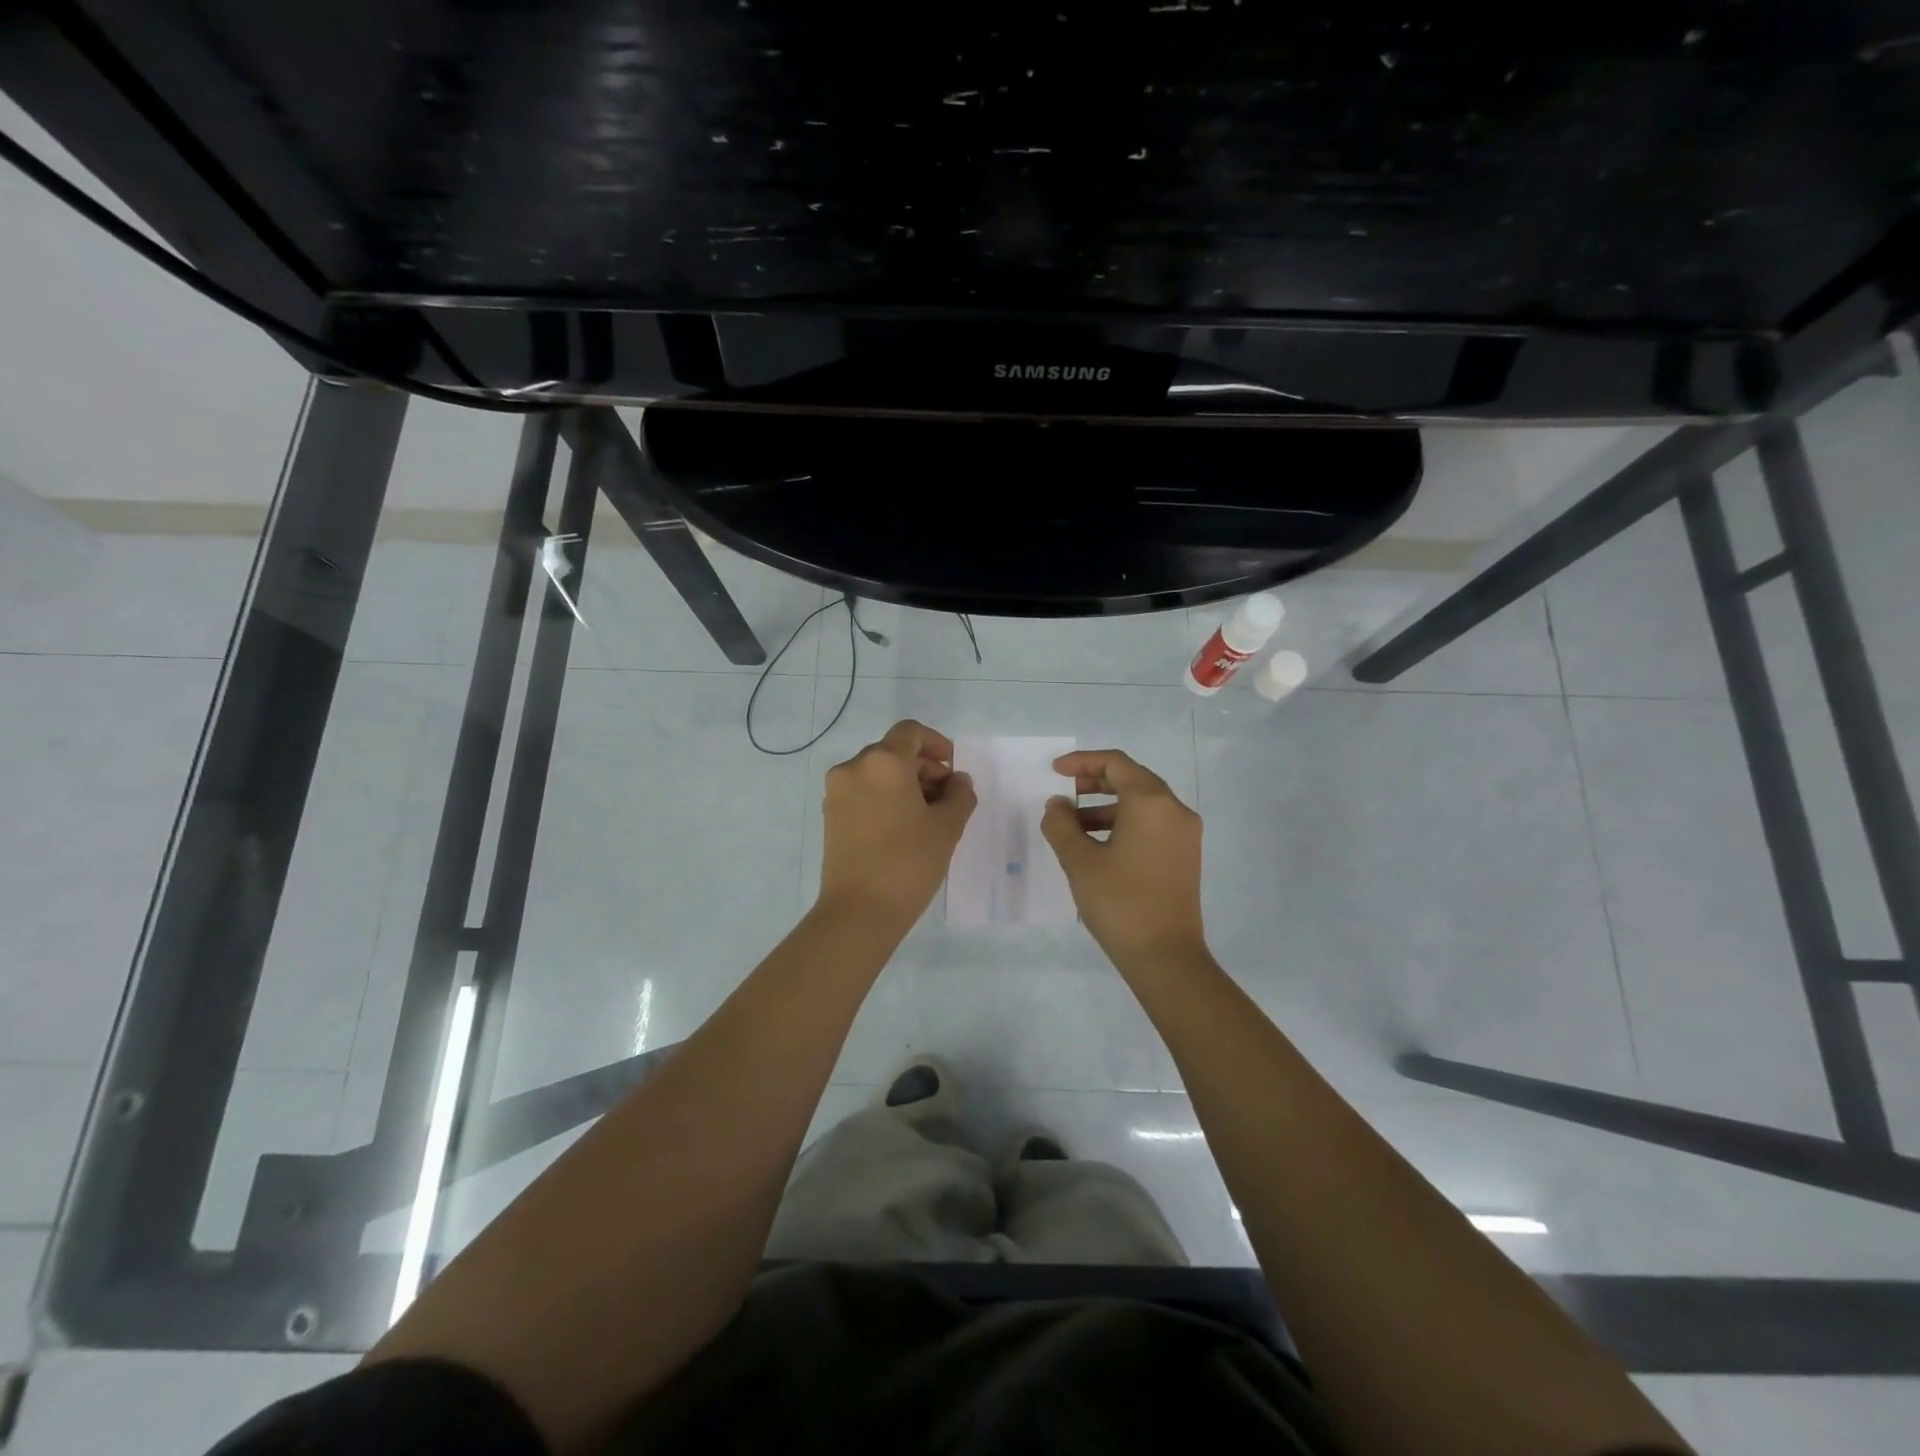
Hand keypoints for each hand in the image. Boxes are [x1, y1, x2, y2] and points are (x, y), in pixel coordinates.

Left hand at [817, 720, 976, 930]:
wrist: (859, 911)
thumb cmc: (909, 862)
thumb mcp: (947, 827)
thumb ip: (959, 795)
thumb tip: (958, 781)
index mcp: (883, 762)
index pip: (911, 732)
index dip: (936, 743)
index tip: (952, 769)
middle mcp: (854, 767)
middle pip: (894, 752)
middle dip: (924, 768)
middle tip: (947, 797)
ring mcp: (837, 792)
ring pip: (877, 773)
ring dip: (905, 783)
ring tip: (928, 816)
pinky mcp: (830, 815)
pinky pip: (863, 792)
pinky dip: (885, 797)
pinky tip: (903, 827)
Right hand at [1041, 749, 1207, 970]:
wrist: (1166, 957)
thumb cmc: (1120, 902)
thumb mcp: (1080, 861)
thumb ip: (1061, 825)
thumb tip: (1057, 805)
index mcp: (1151, 802)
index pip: (1116, 764)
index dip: (1082, 762)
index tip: (1054, 771)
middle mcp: (1174, 809)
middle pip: (1132, 779)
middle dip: (1094, 782)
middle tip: (1063, 794)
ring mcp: (1184, 833)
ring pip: (1141, 804)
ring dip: (1106, 807)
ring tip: (1072, 827)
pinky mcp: (1184, 855)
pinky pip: (1151, 824)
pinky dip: (1123, 824)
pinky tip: (1097, 846)